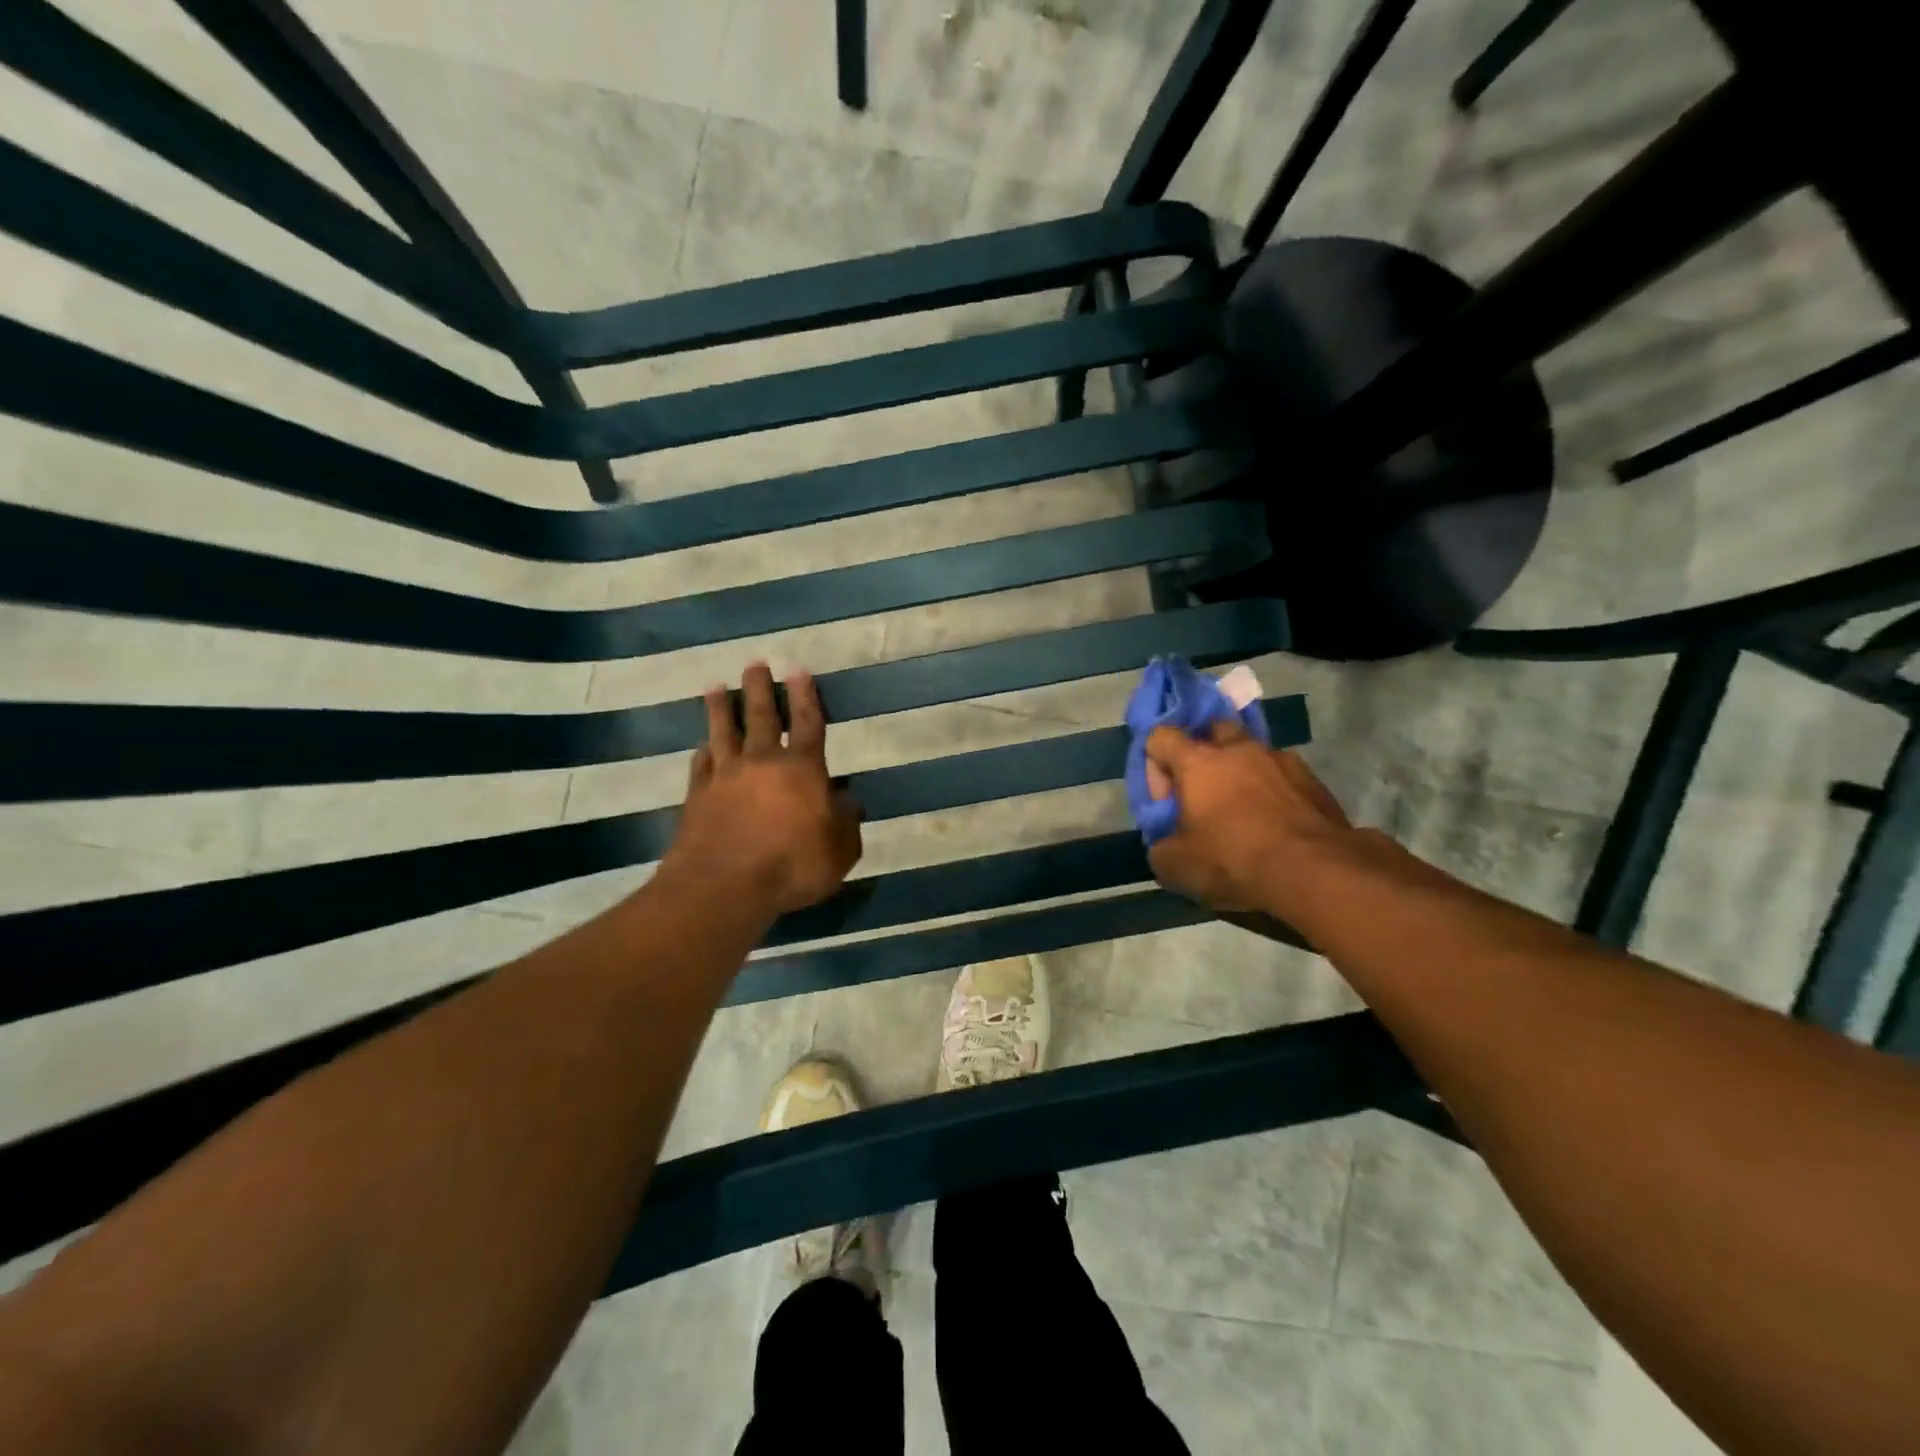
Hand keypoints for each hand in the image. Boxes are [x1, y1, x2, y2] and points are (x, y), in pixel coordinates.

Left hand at [660, 664, 862, 915]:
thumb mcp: (839, 851)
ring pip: (724, 732)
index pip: (808, 723)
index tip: (798, 670)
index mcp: (802, 769)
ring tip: (716, 686)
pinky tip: (701, 746)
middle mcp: (763, 762)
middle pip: (762, 717)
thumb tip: (848, 801)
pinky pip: (700, 765)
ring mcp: (725, 777)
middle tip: (754, 664)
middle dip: (760, 689)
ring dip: (722, 708)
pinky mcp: (697, 796)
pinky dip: (702, 752)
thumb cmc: (792, 866)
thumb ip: (846, 823)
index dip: (806, 696)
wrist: (723, 886)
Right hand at [1145, 719, 1352, 916]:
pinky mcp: (1312, 779)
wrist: (1314, 872)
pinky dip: (1273, 789)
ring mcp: (1280, 759)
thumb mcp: (1175, 866)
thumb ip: (1161, 844)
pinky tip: (1276, 821)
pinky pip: (1282, 774)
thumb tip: (1166, 841)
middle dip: (1203, 753)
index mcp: (1197, 762)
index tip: (1165, 798)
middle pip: (1211, 729)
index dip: (1155, 763)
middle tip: (1203, 791)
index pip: (1161, 736)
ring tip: (1244, 809)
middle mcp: (1238, 748)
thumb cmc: (1233, 860)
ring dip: (1241, 771)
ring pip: (1251, 751)